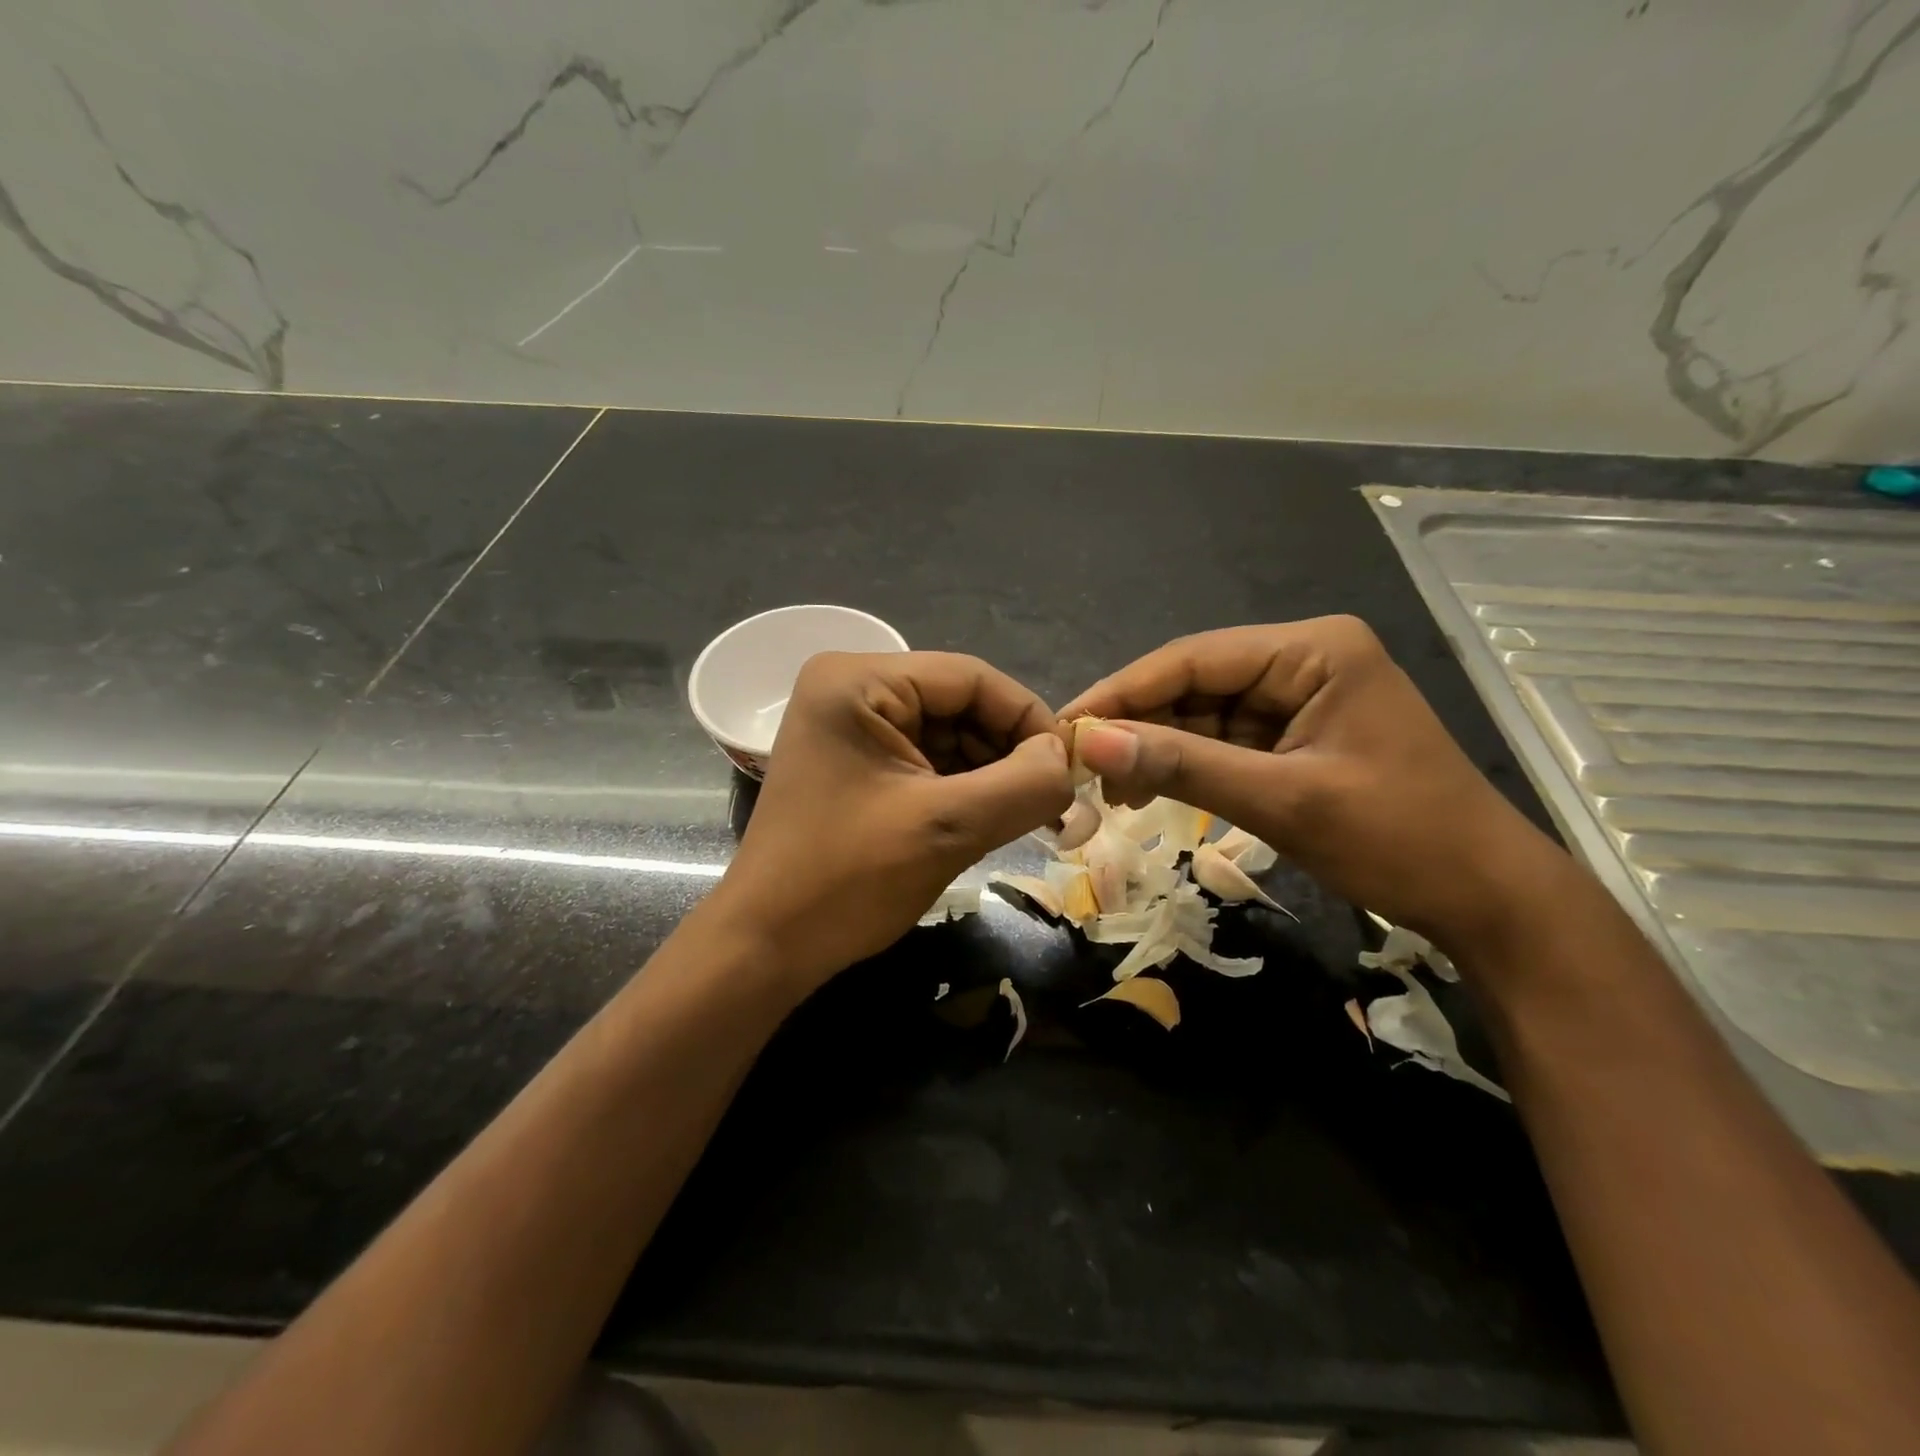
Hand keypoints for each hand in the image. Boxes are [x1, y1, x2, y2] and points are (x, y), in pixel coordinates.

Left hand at [711, 650, 1073, 989]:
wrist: (766, 946)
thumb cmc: (846, 880)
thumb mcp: (945, 828)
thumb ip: (1022, 785)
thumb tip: (1067, 761)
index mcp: (859, 680)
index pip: (971, 678)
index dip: (1029, 719)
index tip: (1070, 770)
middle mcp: (852, 688)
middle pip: (960, 704)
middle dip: (1010, 752)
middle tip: (1056, 802)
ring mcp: (852, 727)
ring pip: (950, 735)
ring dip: (992, 774)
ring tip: (1030, 817)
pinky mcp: (857, 763)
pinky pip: (928, 761)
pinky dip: (965, 788)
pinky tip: (991, 819)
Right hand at [1060, 617, 1562, 953]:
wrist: (1487, 900)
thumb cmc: (1398, 839)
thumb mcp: (1281, 800)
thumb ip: (1182, 765)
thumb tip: (1088, 742)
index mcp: (1313, 649)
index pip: (1193, 659)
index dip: (1122, 692)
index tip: (1063, 726)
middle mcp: (1304, 659)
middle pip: (1195, 684)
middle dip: (1137, 725)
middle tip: (1076, 766)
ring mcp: (1301, 698)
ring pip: (1204, 715)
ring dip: (1156, 750)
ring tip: (1106, 790)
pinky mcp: (1298, 735)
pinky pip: (1225, 742)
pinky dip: (1186, 767)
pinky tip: (1147, 792)